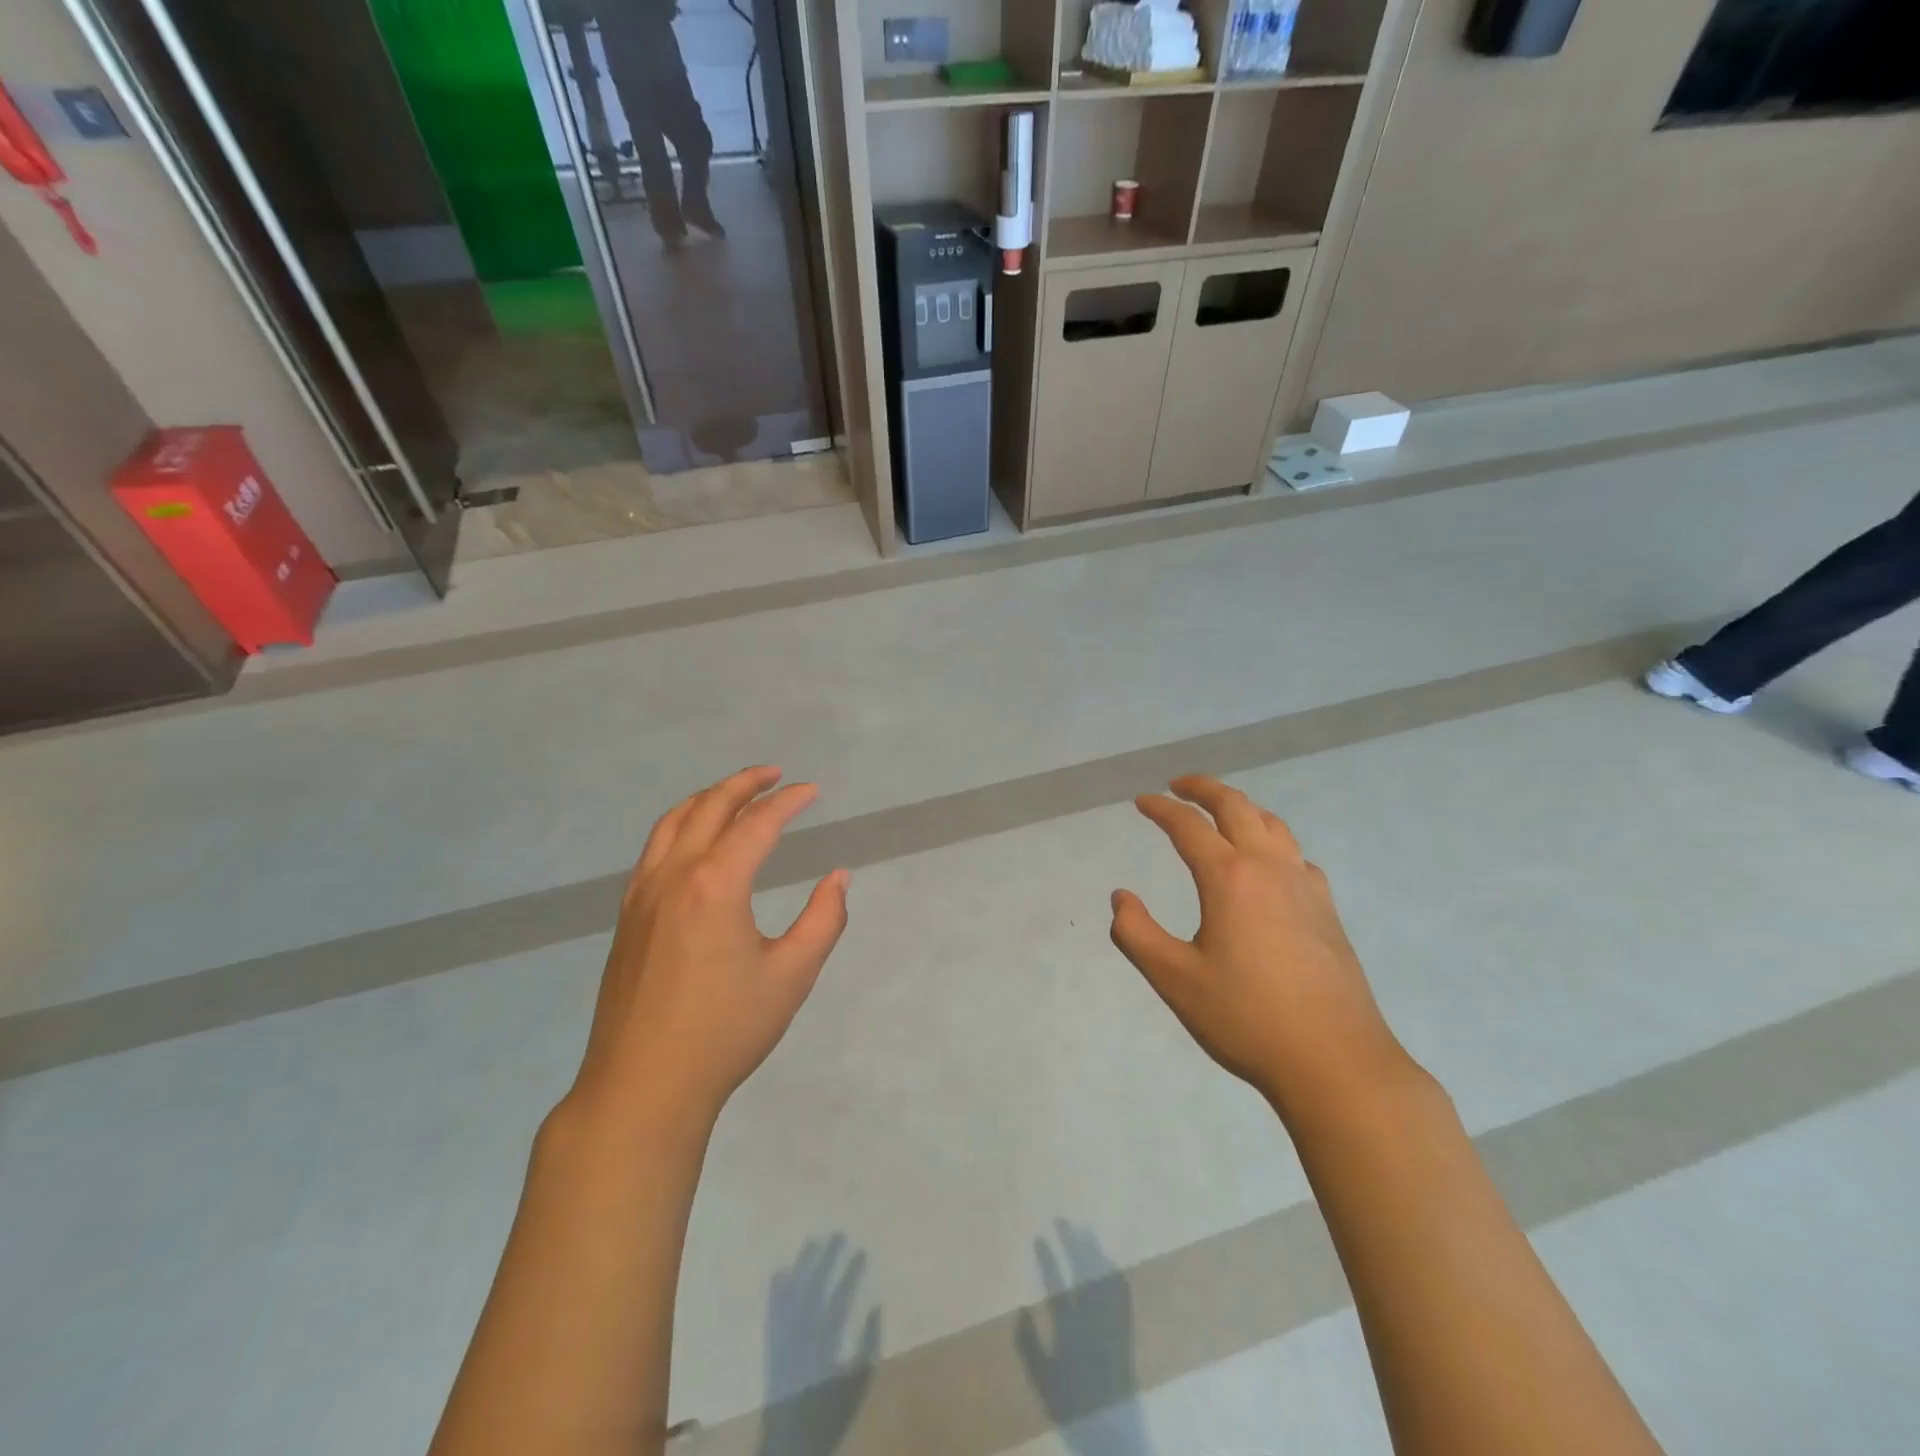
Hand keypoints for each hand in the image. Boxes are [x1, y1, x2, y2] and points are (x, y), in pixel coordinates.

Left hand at [569, 766, 850, 1128]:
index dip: (789, 801)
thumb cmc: (725, 1031)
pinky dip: (680, 825)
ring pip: (673, 822)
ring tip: (736, 793)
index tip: (813, 791)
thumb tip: (838, 877)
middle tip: (775, 774)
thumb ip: (823, 920)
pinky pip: (654, 849)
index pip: (757, 823)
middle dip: (745, 783)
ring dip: (708, 798)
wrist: (643, 1086)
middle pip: (709, 807)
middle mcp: (674, 876)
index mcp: (715, 884)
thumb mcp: (791, 976)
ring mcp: (642, 894)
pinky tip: (695, 841)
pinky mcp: (627, 916)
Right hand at [1110, 776, 1411, 1117]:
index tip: (1142, 801)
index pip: (1188, 827)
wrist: (1335, 1062)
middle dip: (1204, 788)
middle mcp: (1270, 869)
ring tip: (1221, 813)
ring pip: (1272, 825)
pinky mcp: (1327, 911)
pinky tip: (1268, 865)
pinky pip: (1296, 855)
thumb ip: (1136, 933)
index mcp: (1229, 879)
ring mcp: (1305, 887)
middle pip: (1237, 807)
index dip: (1161, 809)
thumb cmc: (1246, 1018)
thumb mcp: (1174, 979)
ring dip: (1241, 808)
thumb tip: (1121, 898)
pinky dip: (1272, 841)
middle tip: (1179, 785)